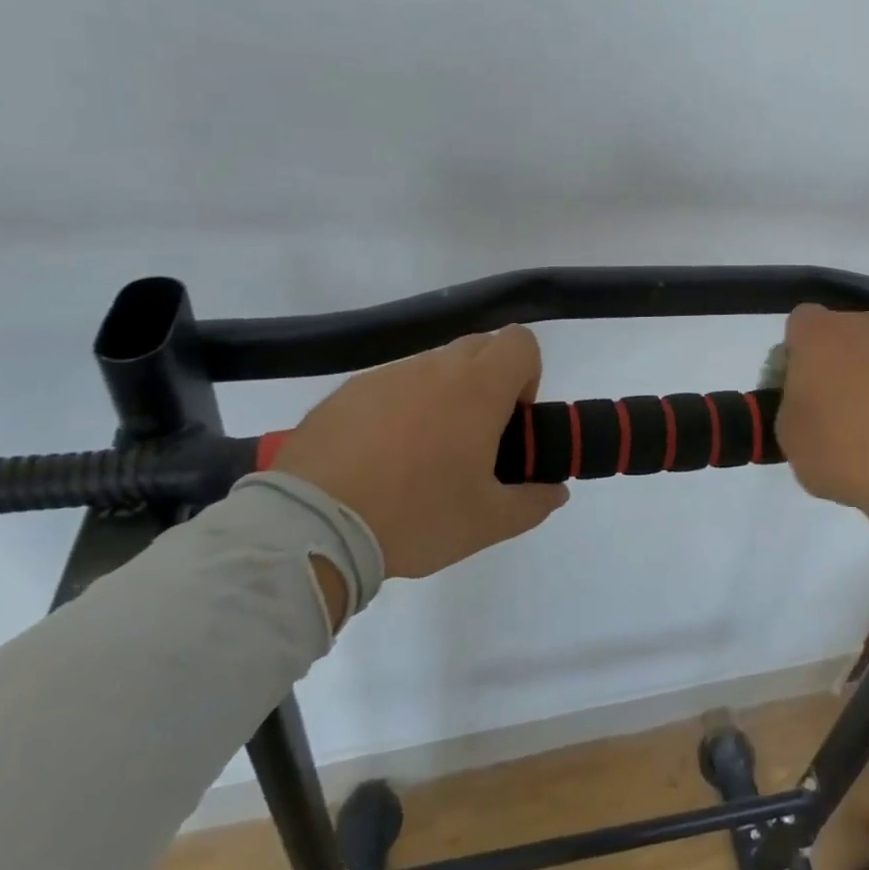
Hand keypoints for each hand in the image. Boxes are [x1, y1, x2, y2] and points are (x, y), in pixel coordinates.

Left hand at [271, 326, 568, 579]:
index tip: (512, 419)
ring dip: (442, 396)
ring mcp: (384, 377)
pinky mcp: (344, 394)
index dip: (527, 374)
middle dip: (489, 381)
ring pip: (431, 368)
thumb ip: (533, 502)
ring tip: (422, 456)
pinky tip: (378, 461)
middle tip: (475, 437)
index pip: (520, 342)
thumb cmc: (416, 516)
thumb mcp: (488, 522)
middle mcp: (433, 368)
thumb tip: (555, 492)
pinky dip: (397, 410)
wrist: (313, 527)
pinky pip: (388, 387)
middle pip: (479, 347)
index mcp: (477, 389)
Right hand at [777, 305, 868, 542]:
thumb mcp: (789, 435)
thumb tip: (810, 396)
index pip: (801, 322)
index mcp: (818, 336)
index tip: (802, 387)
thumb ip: (792, 401)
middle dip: (839, 359)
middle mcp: (863, 324)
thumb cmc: (842, 453)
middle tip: (840, 406)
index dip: (798, 353)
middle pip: (844, 332)